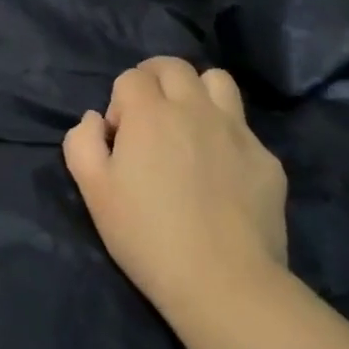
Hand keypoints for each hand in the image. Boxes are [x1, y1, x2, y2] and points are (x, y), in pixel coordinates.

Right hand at [63, 57, 287, 322]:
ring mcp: (237, 132)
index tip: (119, 138)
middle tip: (147, 116)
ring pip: (217, 81)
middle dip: (153, 79)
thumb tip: (95, 119)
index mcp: (150, 113)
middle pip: (173, 66)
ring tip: (188, 125)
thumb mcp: (93, 190)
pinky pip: (243, 127)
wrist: (224, 282)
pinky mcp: (267, 160)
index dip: (119, 102)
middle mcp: (195, 109)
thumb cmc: (146, 235)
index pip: (131, 77)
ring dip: (196, 92)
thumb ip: (81, 142)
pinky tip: (219, 171)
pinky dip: (225, 135)